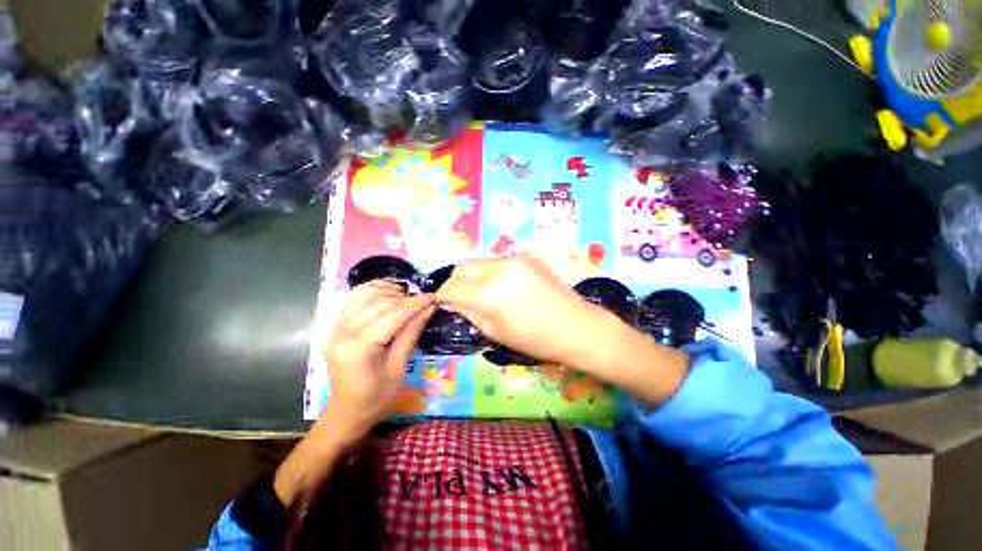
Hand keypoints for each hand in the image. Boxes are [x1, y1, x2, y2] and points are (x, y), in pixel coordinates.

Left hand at [322, 281, 434, 437]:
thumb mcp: (399, 366)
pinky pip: (357, 298)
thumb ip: (411, 333)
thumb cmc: (377, 396)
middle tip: (425, 301)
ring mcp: (337, 326)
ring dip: (390, 292)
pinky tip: (389, 295)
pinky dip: (375, 291)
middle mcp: (344, 331)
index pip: (393, 315)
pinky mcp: (338, 325)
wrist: (347, 411)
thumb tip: (428, 308)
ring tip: (408, 298)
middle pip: (381, 302)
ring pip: (367, 294)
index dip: (416, 304)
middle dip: (406, 298)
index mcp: (359, 347)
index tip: (434, 297)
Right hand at [436, 256, 599, 364]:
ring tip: (481, 292)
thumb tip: (455, 301)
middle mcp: (499, 268)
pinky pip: (498, 262)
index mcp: (489, 293)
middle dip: (455, 281)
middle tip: (459, 297)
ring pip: (480, 262)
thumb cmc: (535, 339)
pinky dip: (491, 272)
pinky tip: (503, 286)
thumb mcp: (495, 332)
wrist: (576, 326)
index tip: (442, 302)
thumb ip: (470, 312)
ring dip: (474, 275)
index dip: (443, 296)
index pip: (452, 287)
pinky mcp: (527, 257)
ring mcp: (514, 258)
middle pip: (463, 267)